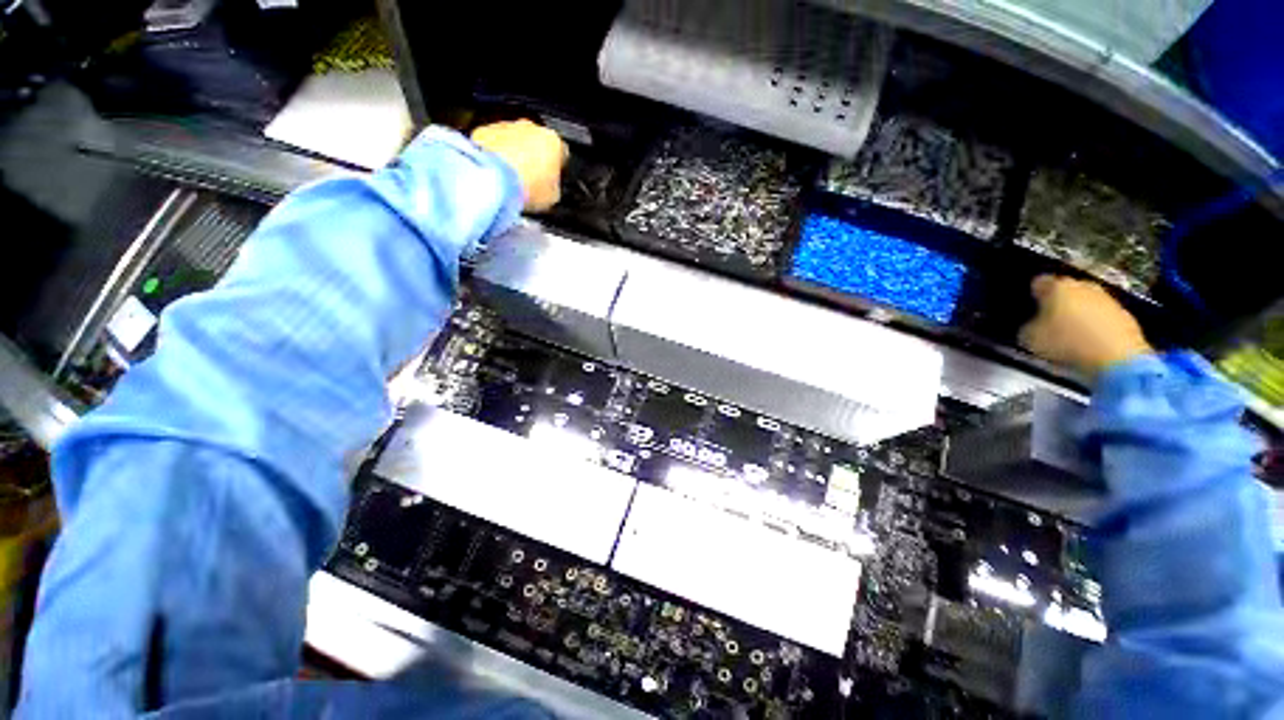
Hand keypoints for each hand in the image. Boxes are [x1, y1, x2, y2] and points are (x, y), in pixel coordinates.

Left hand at [471, 120, 567, 212]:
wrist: (492, 180)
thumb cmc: (527, 187)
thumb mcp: (552, 197)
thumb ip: (554, 187)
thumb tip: (550, 188)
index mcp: (554, 142)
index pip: (562, 153)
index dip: (557, 169)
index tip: (551, 181)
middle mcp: (531, 127)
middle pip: (536, 142)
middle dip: (533, 158)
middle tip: (529, 180)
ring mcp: (505, 126)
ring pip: (514, 140)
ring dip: (513, 155)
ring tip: (510, 179)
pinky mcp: (483, 130)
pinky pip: (493, 142)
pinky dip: (494, 154)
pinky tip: (494, 173)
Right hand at [1018, 275, 1152, 376]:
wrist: (1118, 358)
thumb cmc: (1067, 343)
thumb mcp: (1030, 339)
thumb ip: (1027, 327)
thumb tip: (1032, 325)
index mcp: (1057, 287)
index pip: (1039, 282)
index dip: (1032, 295)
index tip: (1029, 308)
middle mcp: (1083, 286)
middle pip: (1066, 290)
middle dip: (1058, 302)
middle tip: (1049, 322)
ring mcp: (1108, 299)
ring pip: (1086, 302)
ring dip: (1079, 313)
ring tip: (1071, 334)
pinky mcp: (1125, 314)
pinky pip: (1103, 316)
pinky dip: (1096, 325)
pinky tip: (1091, 342)